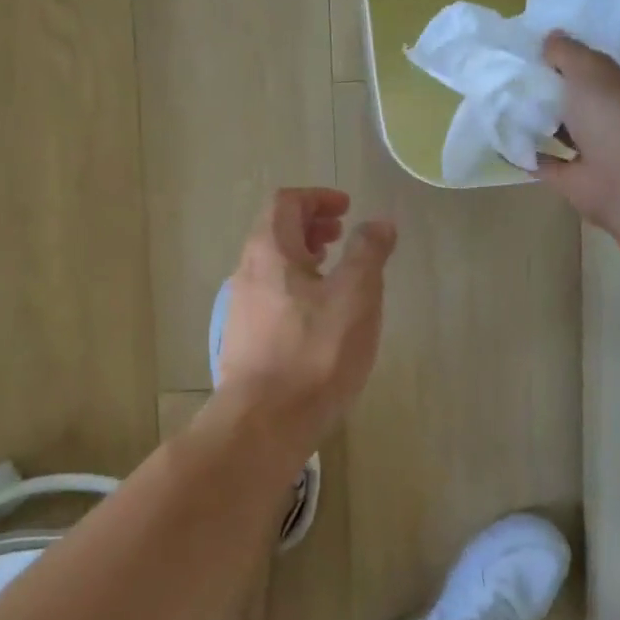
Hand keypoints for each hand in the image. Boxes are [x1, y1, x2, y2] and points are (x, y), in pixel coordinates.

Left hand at [216, 188, 396, 442]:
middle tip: (342, 234)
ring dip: (304, 256)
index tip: (347, 208)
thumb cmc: (315, 351)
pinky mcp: (244, 338)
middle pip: (275, 231)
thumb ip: (368, 252)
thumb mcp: (355, 295)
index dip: (317, 197)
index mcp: (269, 251)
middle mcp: (247, 272)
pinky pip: (271, 294)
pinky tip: (319, 315)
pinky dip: (296, 286)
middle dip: (311, 225)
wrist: (265, 421)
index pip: (286, 202)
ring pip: (272, 265)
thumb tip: (379, 222)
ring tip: (335, 272)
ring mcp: (241, 307)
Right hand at [535, 33, 619, 232]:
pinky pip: (549, 162)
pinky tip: (505, 137)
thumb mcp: (589, 67)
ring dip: (551, 120)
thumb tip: (551, 37)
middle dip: (576, 86)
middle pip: (603, 96)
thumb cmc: (616, 112)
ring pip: (575, 130)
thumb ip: (567, 51)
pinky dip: (530, 154)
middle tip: (540, 66)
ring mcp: (606, 149)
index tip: (590, 42)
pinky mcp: (580, 177)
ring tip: (515, 98)